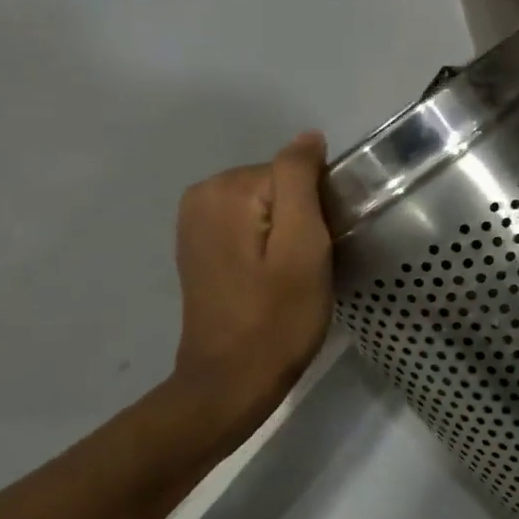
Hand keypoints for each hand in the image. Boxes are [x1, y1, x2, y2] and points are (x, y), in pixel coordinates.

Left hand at [168, 132, 333, 433]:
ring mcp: (194, 222)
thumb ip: (301, 181)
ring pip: (267, 205)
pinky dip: (268, 243)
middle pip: (278, 185)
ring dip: (288, 233)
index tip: (324, 247)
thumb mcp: (304, 245)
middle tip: (311, 265)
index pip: (296, 172)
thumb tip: (309, 137)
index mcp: (226, 190)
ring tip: (294, 274)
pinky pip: (249, 224)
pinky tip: (273, 277)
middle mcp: (201, 195)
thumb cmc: (279, 316)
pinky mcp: (198, 246)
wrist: (232, 380)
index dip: (320, 208)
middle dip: (303, 217)